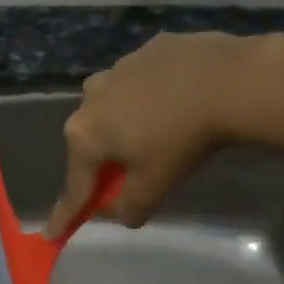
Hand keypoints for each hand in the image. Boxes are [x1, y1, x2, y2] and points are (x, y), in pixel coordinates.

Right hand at [45, 32, 283, 236]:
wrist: (232, 80)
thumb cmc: (182, 140)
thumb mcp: (155, 186)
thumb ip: (130, 207)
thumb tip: (121, 213)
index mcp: (84, 135)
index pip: (74, 187)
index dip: (65, 215)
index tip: (52, 234)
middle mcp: (89, 99)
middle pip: (91, 142)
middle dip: (104, 161)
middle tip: (128, 176)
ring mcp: (118, 69)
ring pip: (113, 106)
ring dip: (125, 123)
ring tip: (158, 130)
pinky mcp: (149, 49)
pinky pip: (142, 81)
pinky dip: (151, 95)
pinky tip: (178, 100)